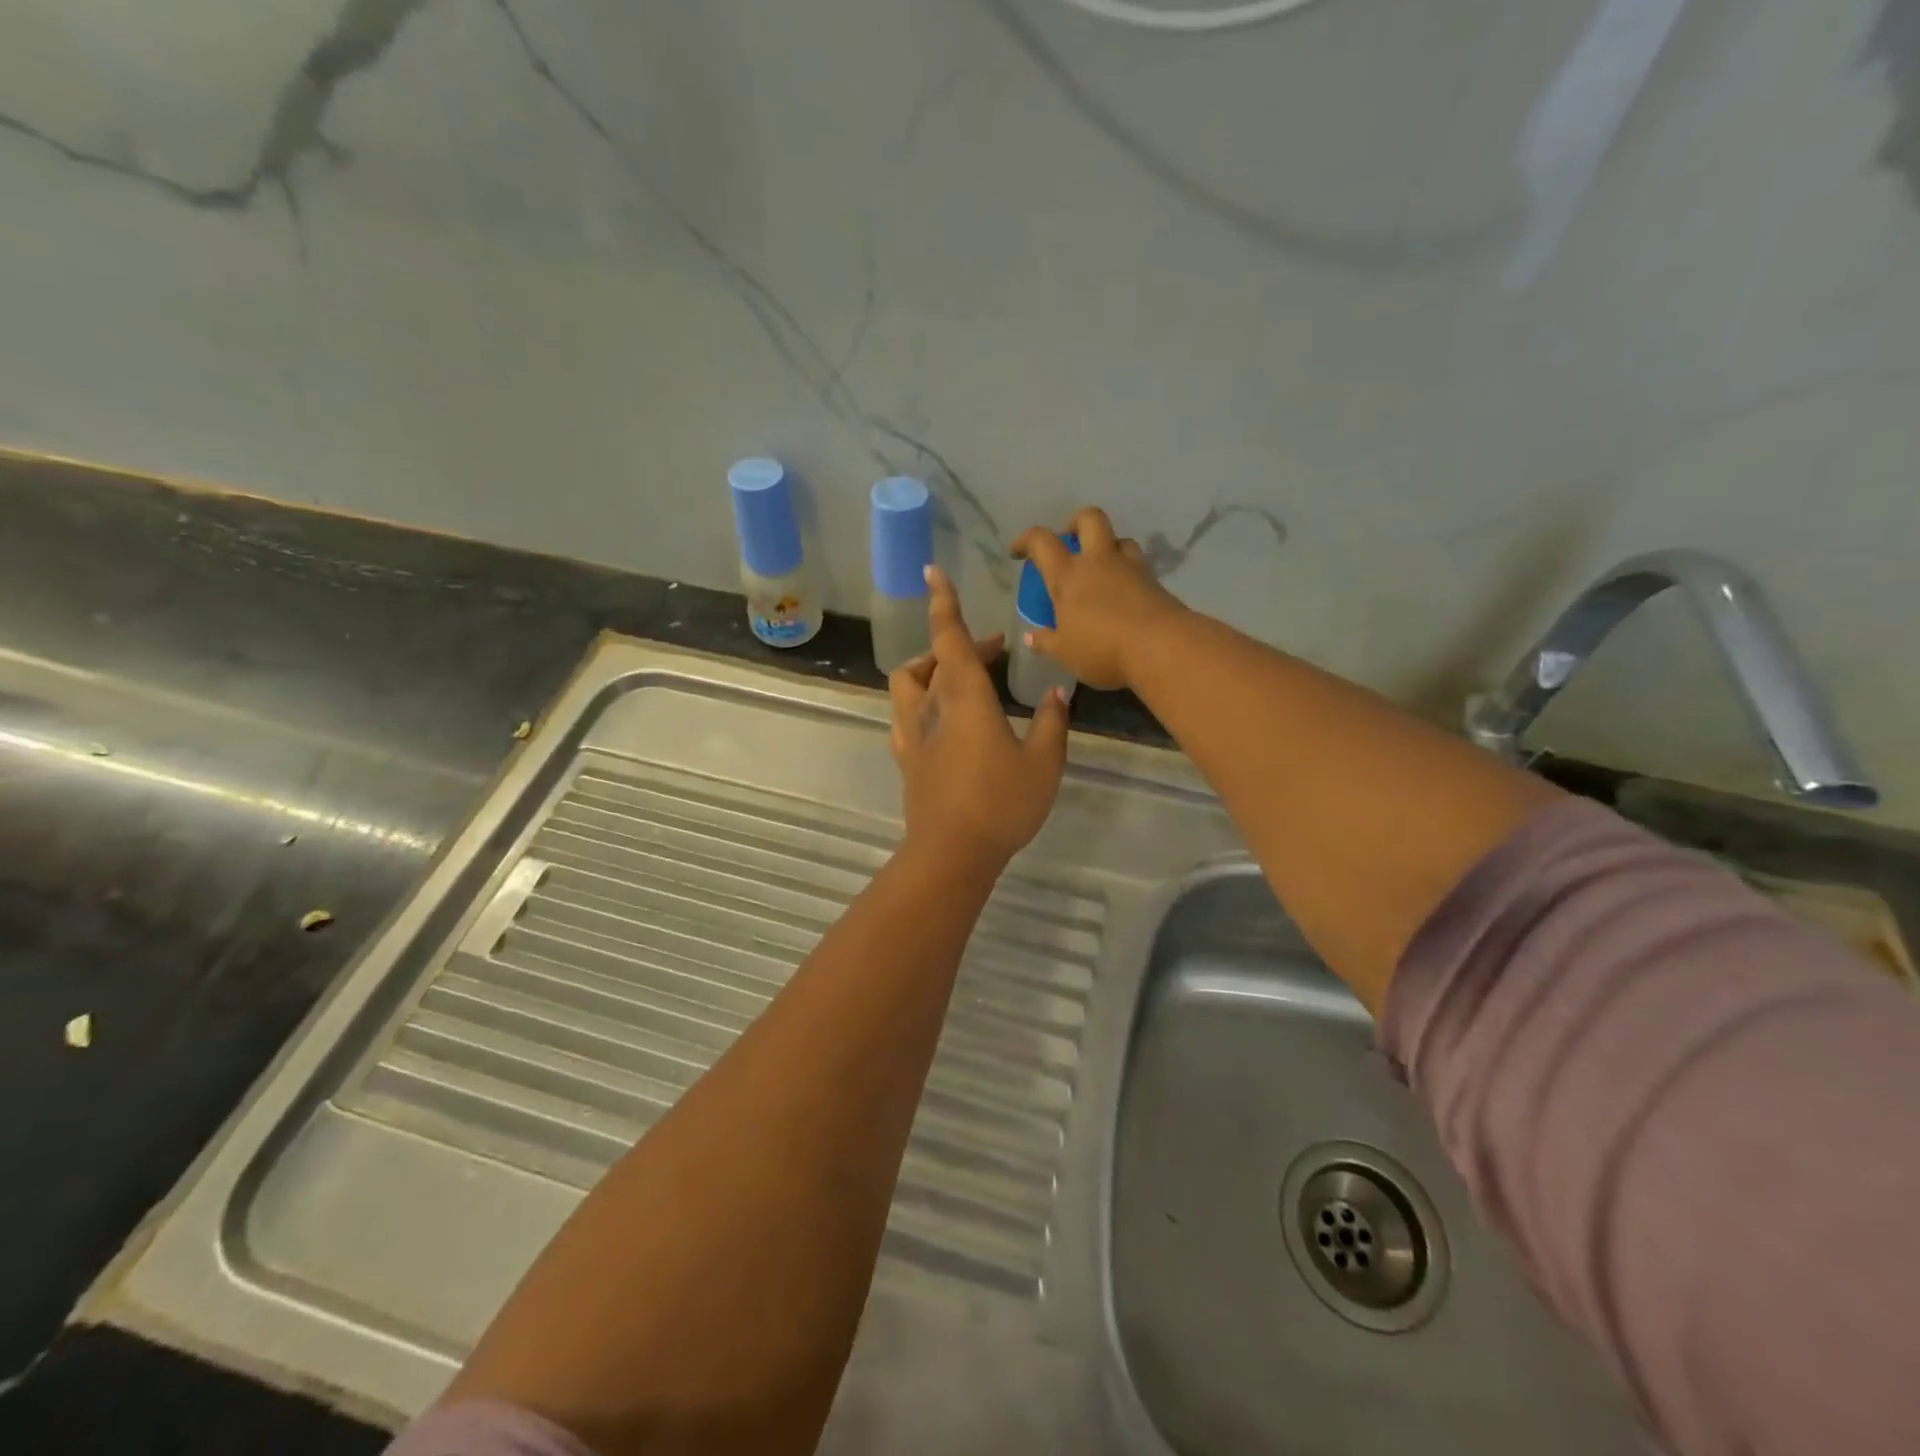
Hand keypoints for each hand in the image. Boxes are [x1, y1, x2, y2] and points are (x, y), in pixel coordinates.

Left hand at [889, 565, 1069, 868]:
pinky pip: (906, 714)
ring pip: (910, 683)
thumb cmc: (1001, 803)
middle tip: (995, 649)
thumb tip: (1057, 693)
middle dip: (960, 642)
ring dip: (933, 668)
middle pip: (933, 657)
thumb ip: (1051, 722)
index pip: (949, 636)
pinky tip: (945, 719)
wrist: (951, 853)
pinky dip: (923, 700)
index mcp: (963, 696)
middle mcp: (930, 705)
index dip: (944, 602)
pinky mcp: (906, 758)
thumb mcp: (1043, 762)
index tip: (934, 573)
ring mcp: (911, 733)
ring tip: (963, 679)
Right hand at [1011, 507, 1185, 690]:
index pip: (1041, 542)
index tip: (1017, 551)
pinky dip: (1126, 571)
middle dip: (1075, 522)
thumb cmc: (1102, 649)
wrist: (1161, 647)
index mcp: (1068, 575)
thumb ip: (1046, 642)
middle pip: (1089, 518)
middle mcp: (1098, 561)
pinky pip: (1137, 564)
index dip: (1025, 540)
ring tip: (1100, 568)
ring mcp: (1130, 567)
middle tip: (1068, 541)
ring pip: (1118, 539)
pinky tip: (1122, 592)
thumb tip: (1032, 637)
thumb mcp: (1065, 652)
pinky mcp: (1154, 580)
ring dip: (1107, 546)